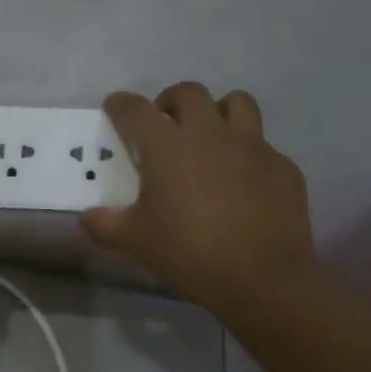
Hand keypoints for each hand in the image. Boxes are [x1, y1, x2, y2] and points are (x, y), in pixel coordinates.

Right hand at [81, 83, 322, 319]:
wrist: (263, 278)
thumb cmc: (189, 253)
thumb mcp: (135, 242)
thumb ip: (104, 225)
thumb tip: (87, 217)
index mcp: (167, 146)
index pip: (136, 109)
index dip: (120, 104)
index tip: (114, 108)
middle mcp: (210, 133)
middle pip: (188, 93)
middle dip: (170, 102)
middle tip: (164, 126)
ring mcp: (252, 146)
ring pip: (236, 103)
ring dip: (217, 112)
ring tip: (209, 137)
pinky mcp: (282, 166)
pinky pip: (263, 145)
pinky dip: (247, 154)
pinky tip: (243, 182)